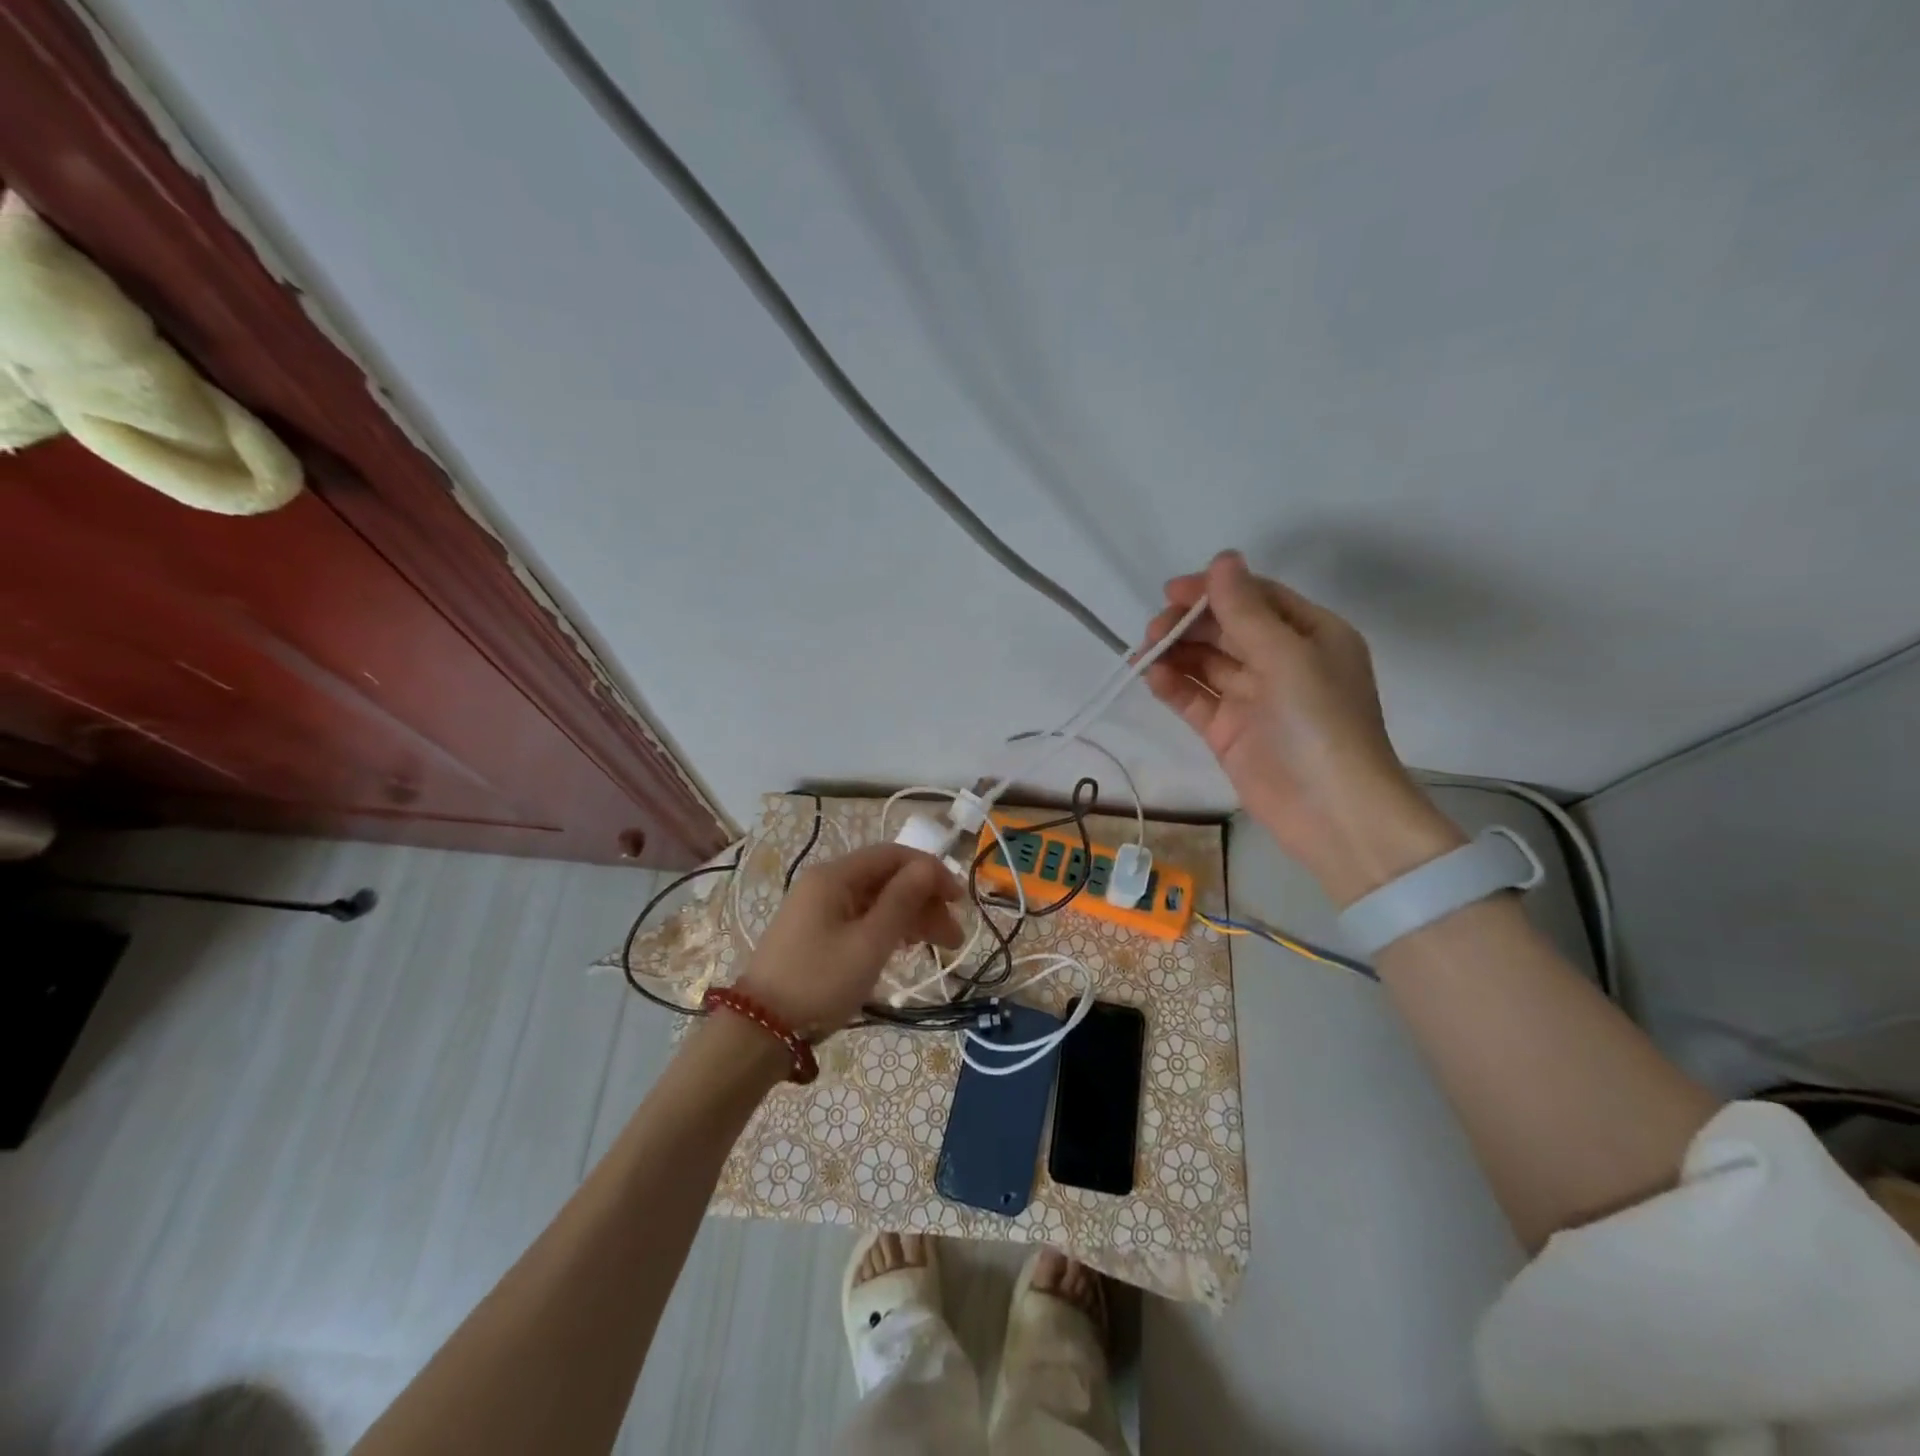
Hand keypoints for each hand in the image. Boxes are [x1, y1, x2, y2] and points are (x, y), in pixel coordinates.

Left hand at [735, 844, 962, 1037]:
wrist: (760, 1030)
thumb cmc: (820, 982)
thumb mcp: (869, 942)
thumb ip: (902, 900)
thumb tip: (928, 866)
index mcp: (835, 876)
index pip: (893, 856)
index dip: (930, 872)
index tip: (959, 900)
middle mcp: (826, 884)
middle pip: (886, 879)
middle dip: (924, 900)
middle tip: (954, 936)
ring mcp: (818, 909)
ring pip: (876, 901)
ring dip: (910, 918)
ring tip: (940, 947)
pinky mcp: (816, 934)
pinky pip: (861, 919)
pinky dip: (888, 929)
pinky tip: (906, 948)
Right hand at [1143, 550, 1462, 904]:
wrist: (1332, 812)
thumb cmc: (1320, 723)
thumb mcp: (1287, 656)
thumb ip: (1247, 610)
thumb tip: (1222, 559)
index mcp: (1309, 635)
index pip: (1255, 598)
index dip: (1214, 590)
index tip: (1172, 591)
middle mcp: (1280, 661)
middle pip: (1225, 628)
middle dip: (1189, 624)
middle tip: (1155, 629)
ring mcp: (1252, 698)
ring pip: (1205, 662)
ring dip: (1175, 653)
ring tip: (1145, 653)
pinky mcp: (1228, 730)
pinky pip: (1195, 698)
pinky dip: (1174, 686)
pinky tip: (1153, 678)